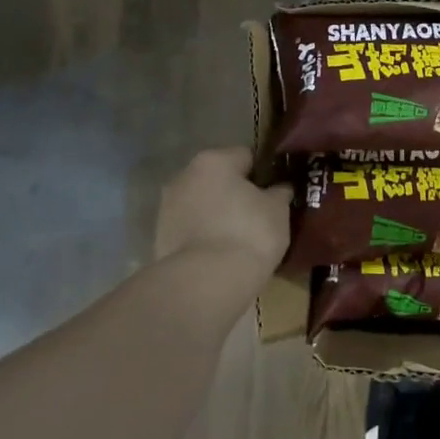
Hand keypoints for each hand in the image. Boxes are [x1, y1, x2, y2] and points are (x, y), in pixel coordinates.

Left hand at [155, 148, 290, 275]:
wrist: (205, 282)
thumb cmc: (248, 233)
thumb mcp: (278, 209)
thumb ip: (279, 192)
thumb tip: (279, 188)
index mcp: (214, 160)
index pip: (246, 156)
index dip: (265, 173)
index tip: (276, 193)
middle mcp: (184, 176)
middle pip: (219, 179)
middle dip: (237, 193)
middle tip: (260, 215)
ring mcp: (167, 207)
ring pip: (203, 204)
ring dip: (219, 214)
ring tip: (241, 238)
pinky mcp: (159, 237)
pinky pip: (192, 228)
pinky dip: (205, 235)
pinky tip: (222, 253)